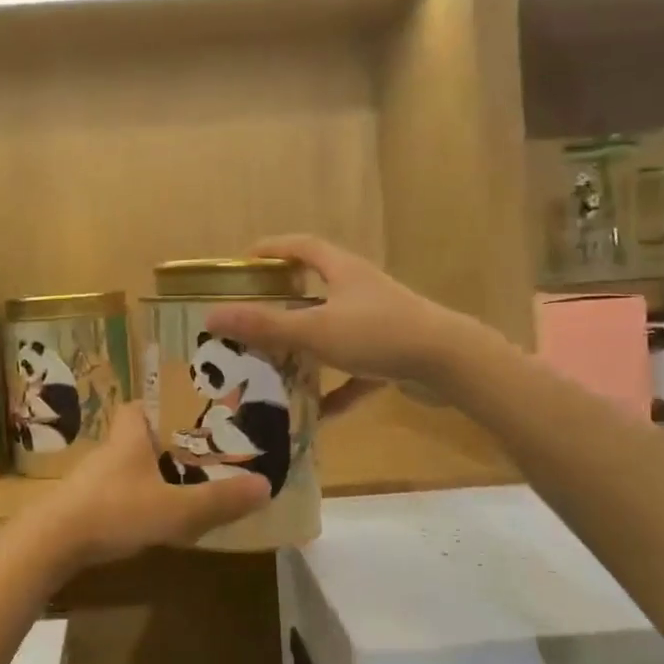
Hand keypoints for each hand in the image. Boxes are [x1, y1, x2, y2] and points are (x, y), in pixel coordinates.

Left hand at [25, 405, 269, 575]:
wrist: (49, 544)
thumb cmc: (113, 511)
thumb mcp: (174, 509)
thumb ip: (218, 500)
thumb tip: (266, 486)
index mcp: (129, 435)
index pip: (141, 403)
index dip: (164, 404)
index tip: (192, 413)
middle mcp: (110, 449)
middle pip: (139, 434)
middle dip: (166, 441)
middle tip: (201, 453)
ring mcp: (93, 478)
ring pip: (129, 464)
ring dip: (152, 471)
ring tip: (186, 484)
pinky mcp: (84, 504)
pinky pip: (118, 490)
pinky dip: (137, 496)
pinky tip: (154, 516)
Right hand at [204, 235, 480, 394]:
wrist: (451, 363)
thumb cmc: (379, 333)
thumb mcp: (315, 330)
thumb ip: (265, 325)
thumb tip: (212, 316)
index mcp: (341, 271)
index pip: (301, 247)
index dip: (271, 249)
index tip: (243, 262)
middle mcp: (360, 291)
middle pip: (314, 290)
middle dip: (282, 305)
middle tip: (250, 321)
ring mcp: (378, 323)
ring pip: (332, 333)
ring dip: (306, 351)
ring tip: (274, 368)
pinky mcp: (393, 355)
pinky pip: (355, 372)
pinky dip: (336, 390)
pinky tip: (318, 415)